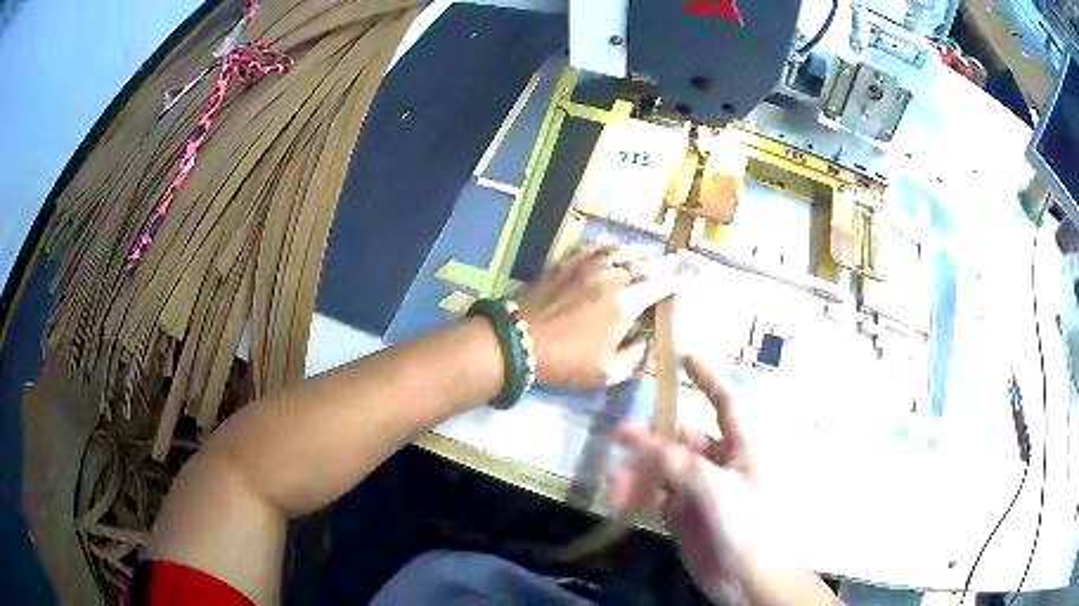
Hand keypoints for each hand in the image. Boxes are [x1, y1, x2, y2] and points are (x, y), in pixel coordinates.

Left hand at [516, 240, 688, 389]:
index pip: (661, 286)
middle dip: (666, 262)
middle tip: (681, 259)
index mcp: (626, 303)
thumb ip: (636, 358)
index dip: (679, 281)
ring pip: (623, 251)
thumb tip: (650, 344)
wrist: (519, 340)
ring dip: (642, 251)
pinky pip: (595, 246)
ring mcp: (588, 265)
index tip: (692, 277)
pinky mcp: (568, 262)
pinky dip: (611, 244)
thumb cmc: (565, 361)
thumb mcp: (607, 372)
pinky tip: (616, 245)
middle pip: (646, 264)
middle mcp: (612, 277)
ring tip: (654, 253)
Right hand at [607, 357, 834, 604]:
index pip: (727, 401)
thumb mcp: (716, 490)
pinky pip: (656, 494)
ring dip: (639, 470)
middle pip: (683, 436)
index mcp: (743, 447)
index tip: (685, 355)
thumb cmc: (749, 526)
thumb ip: (677, 463)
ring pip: (664, 467)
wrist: (749, 580)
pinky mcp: (684, 514)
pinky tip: (619, 499)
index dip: (709, 377)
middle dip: (653, 436)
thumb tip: (638, 437)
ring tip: (614, 483)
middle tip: (619, 434)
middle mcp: (721, 462)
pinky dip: (637, 494)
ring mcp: (700, 489)